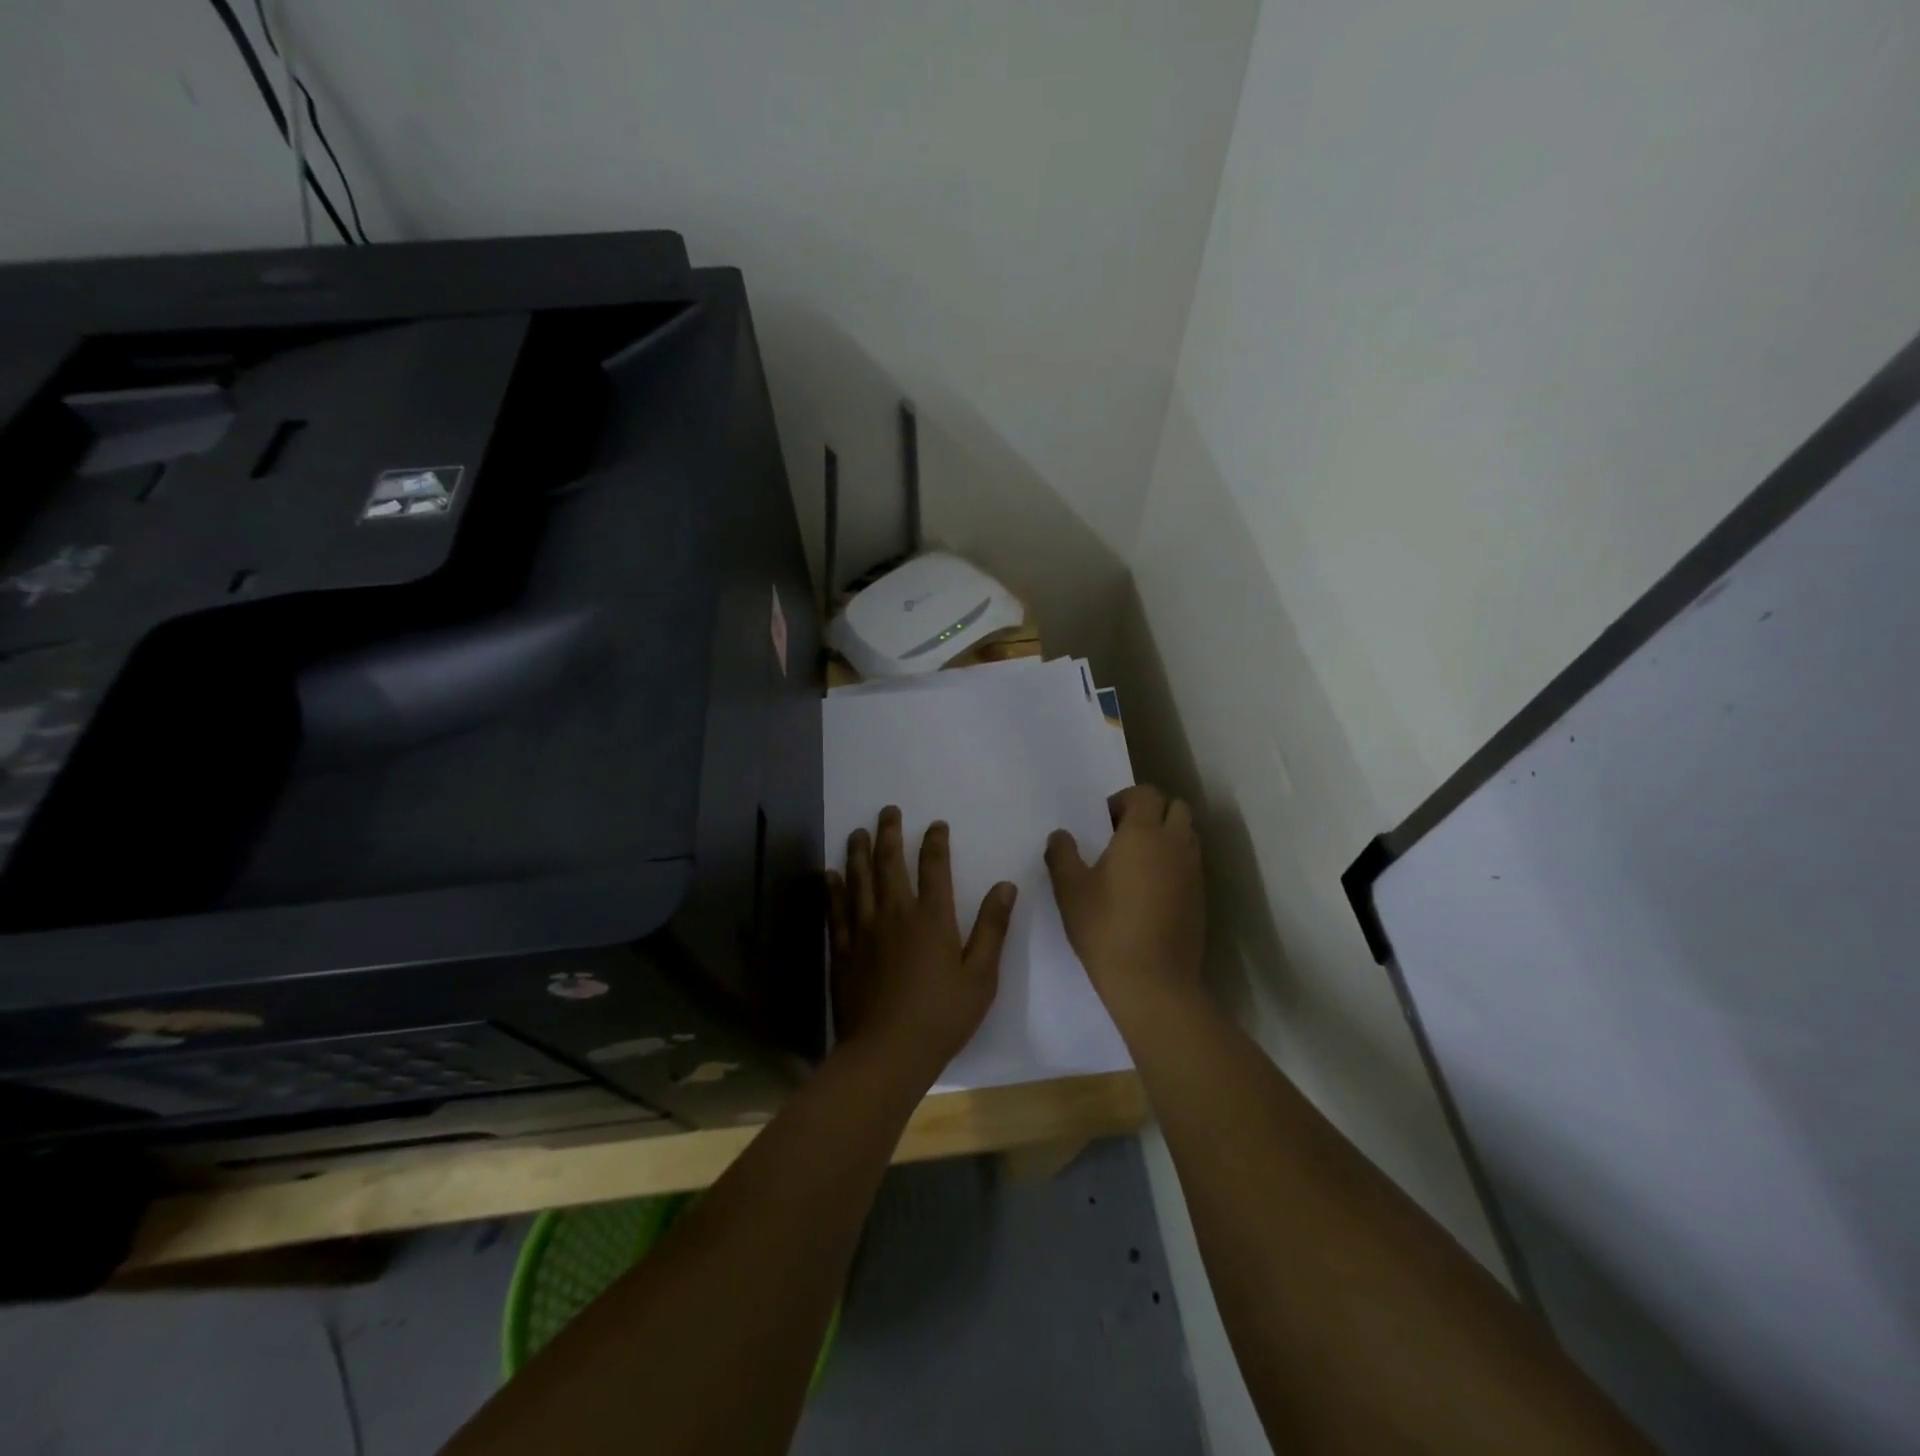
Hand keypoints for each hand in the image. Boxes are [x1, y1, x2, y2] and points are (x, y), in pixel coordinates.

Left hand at [827, 807, 1016, 1074]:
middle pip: (889, 864)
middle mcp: (895, 914)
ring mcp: (863, 931)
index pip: (934, 867)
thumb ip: (992, 928)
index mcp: (931, 918)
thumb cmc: (941, 1016)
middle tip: (888, 811)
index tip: (935, 824)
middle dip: (889, 834)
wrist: (887, 1053)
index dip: (935, 842)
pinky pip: (835, 911)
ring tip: (857, 832)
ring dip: (858, 853)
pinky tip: (830, 875)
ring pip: (858, 880)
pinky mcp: (842, 951)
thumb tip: (1005, 886)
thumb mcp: (981, 976)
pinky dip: (833, 890)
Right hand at [1045, 784, 1204, 1025]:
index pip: (1145, 794)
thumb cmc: (1105, 928)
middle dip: (1151, 812)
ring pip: (1187, 835)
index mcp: (1143, 834)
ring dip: (1166, 836)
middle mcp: (1175, 844)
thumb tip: (1060, 835)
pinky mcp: (1201, 897)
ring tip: (1137, 862)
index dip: (1124, 800)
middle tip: (1123, 836)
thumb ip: (1062, 854)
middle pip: (1175, 807)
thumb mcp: (1070, 890)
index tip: (1104, 822)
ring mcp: (1193, 871)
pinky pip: (1191, 863)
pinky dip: (1175, 862)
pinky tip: (1150, 890)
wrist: (1153, 982)